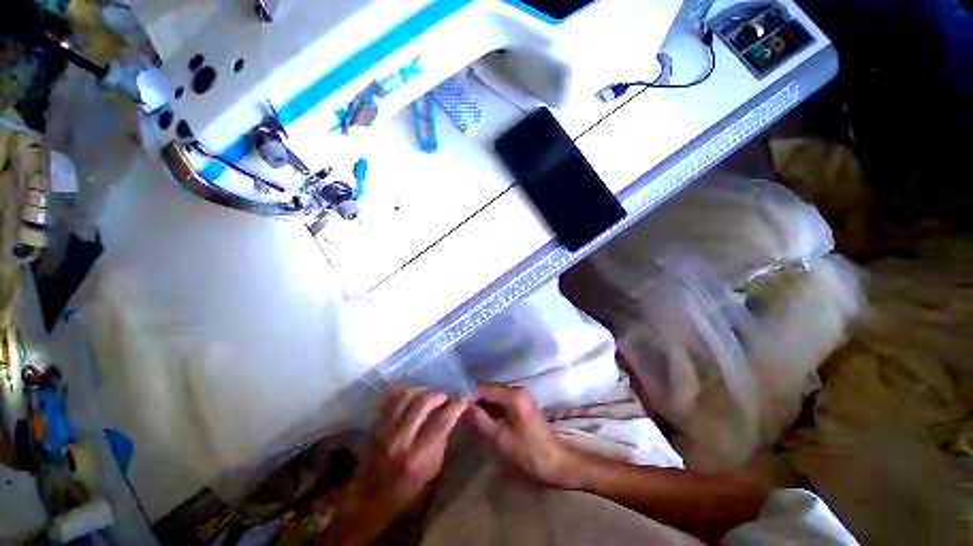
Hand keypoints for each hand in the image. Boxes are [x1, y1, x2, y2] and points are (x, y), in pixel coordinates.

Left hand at [327, 388, 466, 544]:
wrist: (368, 500)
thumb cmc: (406, 492)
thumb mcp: (432, 472)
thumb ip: (441, 440)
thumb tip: (451, 415)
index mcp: (417, 458)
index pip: (442, 421)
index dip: (456, 406)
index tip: (463, 400)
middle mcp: (400, 440)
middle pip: (423, 401)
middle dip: (439, 394)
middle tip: (446, 397)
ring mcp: (384, 430)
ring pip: (406, 395)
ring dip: (423, 390)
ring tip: (430, 395)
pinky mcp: (375, 425)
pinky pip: (391, 398)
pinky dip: (406, 392)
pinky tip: (414, 396)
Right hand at [466, 384, 578, 488]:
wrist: (556, 463)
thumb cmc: (528, 452)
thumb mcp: (500, 438)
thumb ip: (480, 420)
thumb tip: (463, 407)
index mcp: (513, 395)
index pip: (484, 388)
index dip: (468, 396)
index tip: (454, 406)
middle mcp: (517, 390)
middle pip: (489, 391)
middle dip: (474, 401)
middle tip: (459, 414)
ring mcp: (520, 397)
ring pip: (494, 397)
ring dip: (482, 407)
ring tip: (466, 419)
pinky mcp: (521, 406)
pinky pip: (501, 403)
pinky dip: (491, 411)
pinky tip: (480, 421)